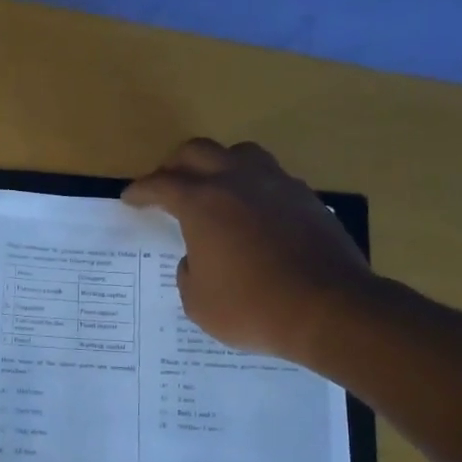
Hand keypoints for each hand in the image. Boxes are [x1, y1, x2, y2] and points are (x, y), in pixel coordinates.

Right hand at [123, 137, 376, 360]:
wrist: (330, 310)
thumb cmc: (251, 307)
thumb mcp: (198, 301)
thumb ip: (188, 271)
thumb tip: (199, 257)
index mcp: (202, 203)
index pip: (161, 184)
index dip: (141, 190)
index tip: (130, 198)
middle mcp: (238, 182)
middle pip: (198, 152)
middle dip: (175, 165)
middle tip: (167, 185)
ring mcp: (278, 185)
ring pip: (240, 154)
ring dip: (219, 165)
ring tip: (213, 189)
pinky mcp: (308, 199)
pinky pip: (271, 178)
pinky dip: (253, 187)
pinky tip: (252, 214)